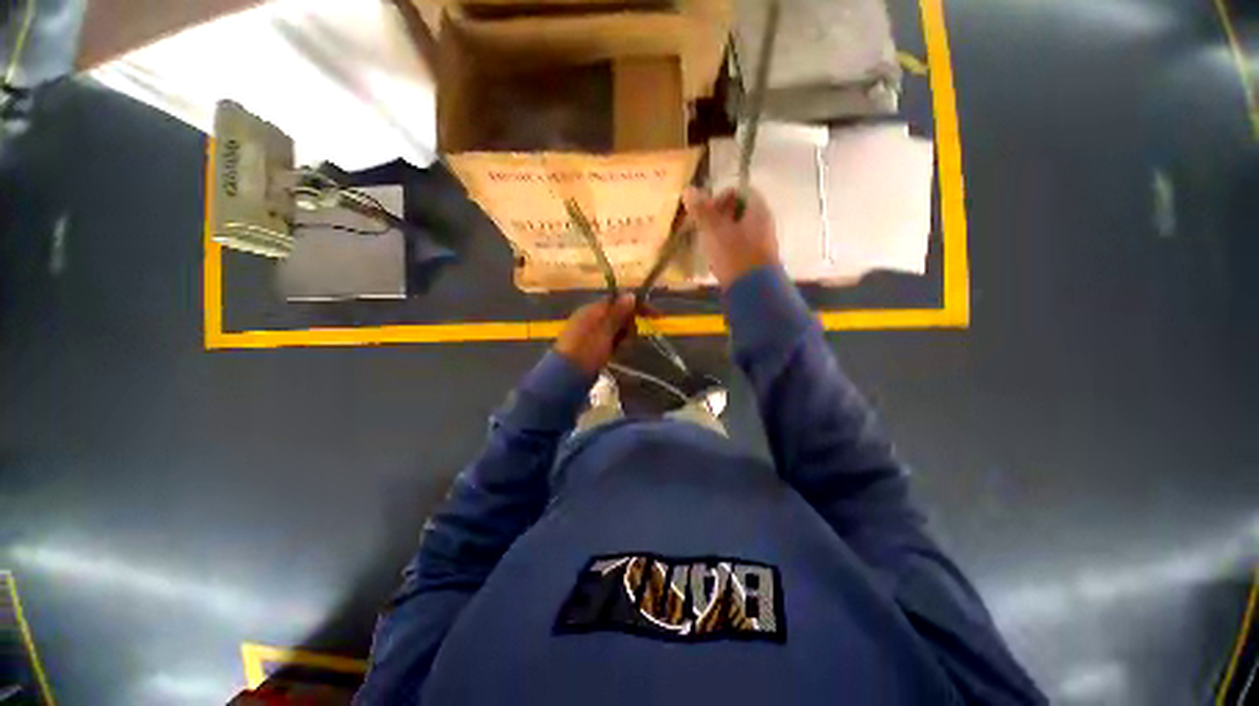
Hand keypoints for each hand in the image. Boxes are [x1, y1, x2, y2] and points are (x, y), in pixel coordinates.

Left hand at [554, 294, 636, 374]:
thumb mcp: (605, 330)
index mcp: (593, 309)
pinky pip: (610, 340)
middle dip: (628, 326)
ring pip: (617, 329)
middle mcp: (592, 317)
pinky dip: (615, 346)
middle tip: (626, 339)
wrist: (567, 375)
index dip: (636, 306)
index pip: (619, 300)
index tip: (653, 316)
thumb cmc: (587, 350)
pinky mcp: (592, 346)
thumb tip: (631, 295)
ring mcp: (591, 332)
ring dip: (623, 338)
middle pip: (619, 315)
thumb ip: (618, 314)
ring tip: (619, 350)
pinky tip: (614, 355)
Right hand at [683, 186, 778, 288]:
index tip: (706, 213)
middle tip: (704, 231)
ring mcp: (763, 243)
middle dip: (718, 220)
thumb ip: (702, 211)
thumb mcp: (714, 230)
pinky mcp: (758, 262)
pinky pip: (741, 248)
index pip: (739, 191)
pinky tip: (718, 262)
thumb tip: (688, 190)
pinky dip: (728, 251)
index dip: (720, 198)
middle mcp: (764, 223)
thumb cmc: (734, 255)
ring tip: (708, 247)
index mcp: (758, 209)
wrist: (754, 292)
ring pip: (739, 231)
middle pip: (738, 212)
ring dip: (721, 236)